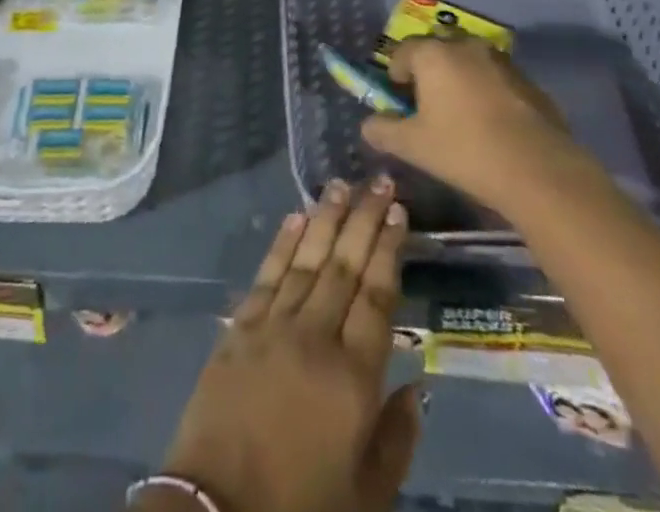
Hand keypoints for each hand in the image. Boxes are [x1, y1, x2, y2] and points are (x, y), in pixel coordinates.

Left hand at [154, 177, 419, 511]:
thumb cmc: (301, 506)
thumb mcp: (367, 494)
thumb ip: (397, 438)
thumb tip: (419, 387)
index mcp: (354, 376)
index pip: (377, 295)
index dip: (389, 249)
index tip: (398, 211)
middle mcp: (315, 336)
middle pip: (345, 265)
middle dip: (364, 218)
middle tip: (379, 180)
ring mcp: (273, 326)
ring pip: (307, 259)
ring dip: (326, 219)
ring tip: (341, 185)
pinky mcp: (239, 327)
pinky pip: (267, 275)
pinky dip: (282, 242)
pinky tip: (296, 217)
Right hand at [360, 36, 583, 217]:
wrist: (538, 170)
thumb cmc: (464, 150)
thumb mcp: (412, 146)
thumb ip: (383, 130)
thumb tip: (368, 124)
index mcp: (433, 54)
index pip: (403, 51)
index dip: (396, 74)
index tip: (399, 101)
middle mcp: (465, 46)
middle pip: (437, 50)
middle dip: (429, 71)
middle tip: (428, 105)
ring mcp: (501, 60)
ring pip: (469, 62)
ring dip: (460, 79)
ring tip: (461, 115)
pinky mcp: (528, 81)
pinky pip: (496, 79)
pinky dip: (487, 92)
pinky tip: (492, 125)